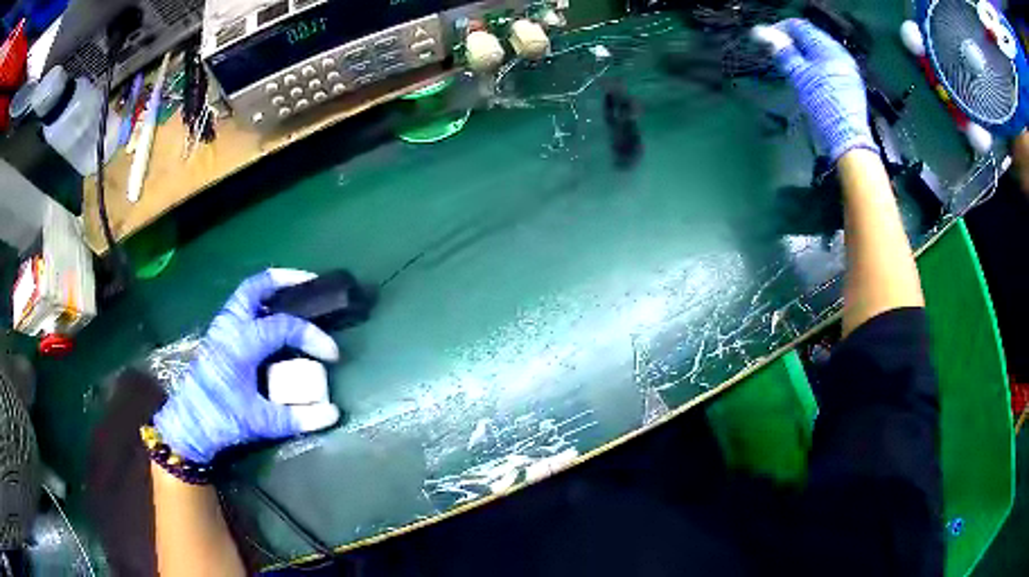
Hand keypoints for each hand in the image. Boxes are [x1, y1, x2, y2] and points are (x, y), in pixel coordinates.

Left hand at [154, 269, 340, 463]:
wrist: (188, 426)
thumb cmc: (222, 420)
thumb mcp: (261, 423)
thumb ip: (298, 418)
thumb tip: (334, 413)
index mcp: (241, 344)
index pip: (284, 327)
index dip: (313, 336)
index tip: (332, 355)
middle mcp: (229, 327)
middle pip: (256, 287)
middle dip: (285, 280)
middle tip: (310, 283)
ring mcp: (220, 329)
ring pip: (245, 294)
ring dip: (270, 289)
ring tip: (293, 295)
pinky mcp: (217, 337)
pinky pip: (240, 308)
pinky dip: (259, 303)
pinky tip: (271, 318)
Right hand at [761, 19, 877, 162]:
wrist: (848, 140)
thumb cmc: (823, 107)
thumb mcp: (800, 78)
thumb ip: (783, 52)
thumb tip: (762, 32)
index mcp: (827, 48)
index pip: (800, 27)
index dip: (781, 30)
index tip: (768, 41)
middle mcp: (840, 53)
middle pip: (811, 37)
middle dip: (794, 42)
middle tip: (779, 54)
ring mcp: (848, 69)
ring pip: (821, 51)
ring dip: (805, 54)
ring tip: (793, 67)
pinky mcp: (851, 83)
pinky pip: (830, 65)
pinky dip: (817, 65)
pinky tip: (811, 78)